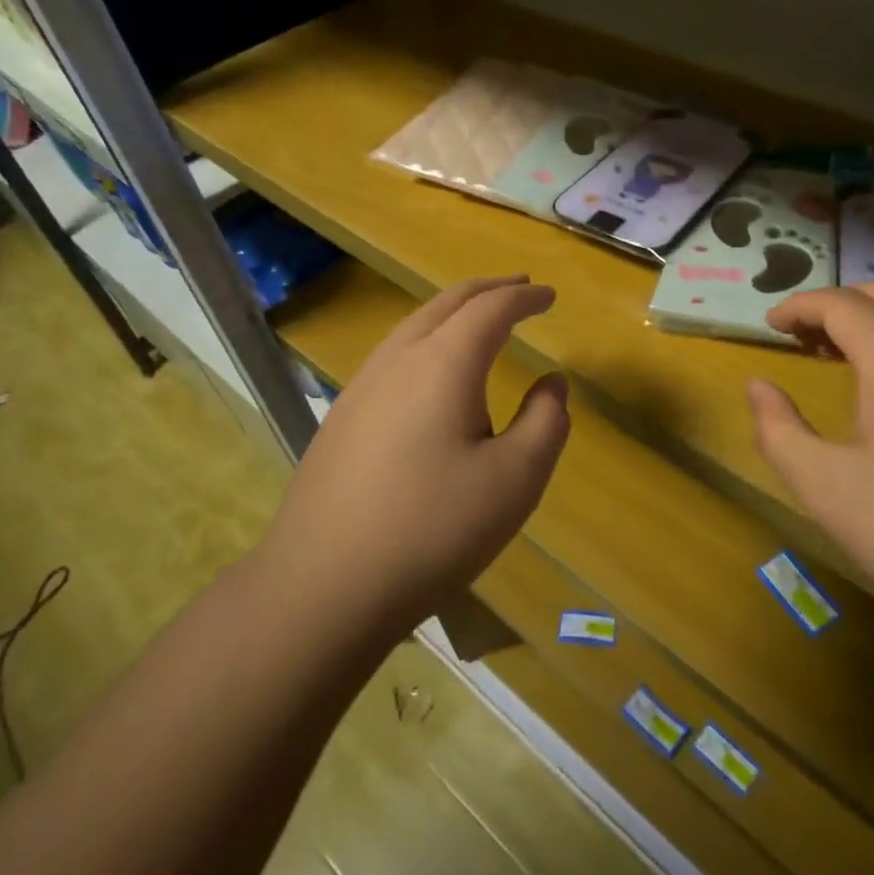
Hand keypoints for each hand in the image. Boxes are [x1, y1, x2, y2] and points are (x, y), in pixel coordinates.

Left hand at [261, 276, 570, 640]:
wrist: (321, 586)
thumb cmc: (432, 530)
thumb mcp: (515, 481)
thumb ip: (545, 422)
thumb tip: (552, 383)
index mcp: (444, 363)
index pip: (492, 309)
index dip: (525, 298)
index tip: (550, 296)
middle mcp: (399, 359)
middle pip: (447, 303)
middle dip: (488, 290)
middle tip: (520, 288)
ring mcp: (361, 386)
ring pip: (414, 324)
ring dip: (454, 311)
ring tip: (480, 319)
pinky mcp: (341, 416)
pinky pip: (393, 353)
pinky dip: (427, 338)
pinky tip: (431, 371)